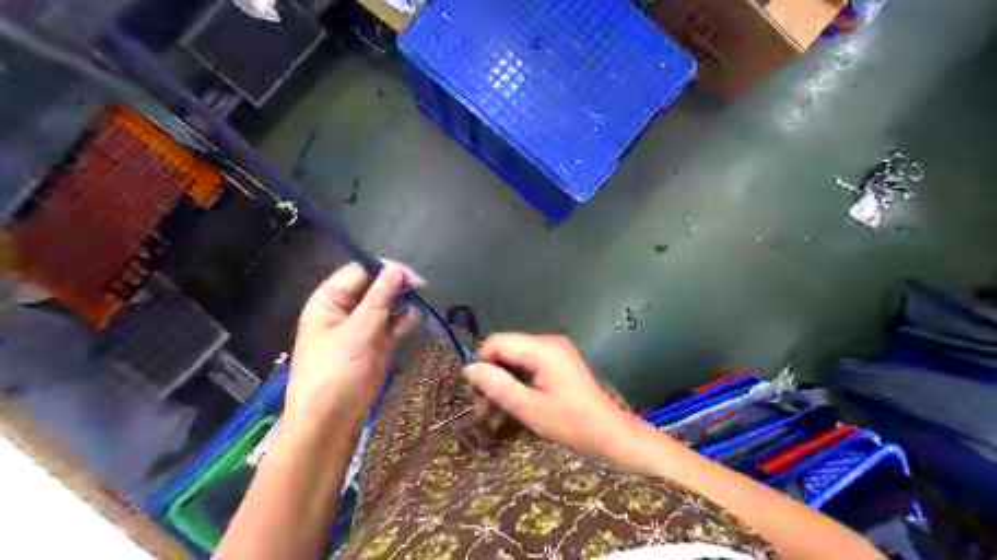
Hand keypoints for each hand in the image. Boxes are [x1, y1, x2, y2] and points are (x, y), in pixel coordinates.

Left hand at [289, 262, 428, 428]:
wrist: (329, 422)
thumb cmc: (334, 373)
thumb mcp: (356, 333)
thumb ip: (378, 299)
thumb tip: (396, 268)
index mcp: (329, 301)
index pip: (360, 272)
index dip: (385, 269)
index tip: (411, 277)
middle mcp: (345, 310)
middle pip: (374, 287)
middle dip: (397, 287)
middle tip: (421, 290)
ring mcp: (361, 328)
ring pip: (386, 305)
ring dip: (402, 304)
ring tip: (418, 308)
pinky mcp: (375, 344)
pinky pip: (392, 325)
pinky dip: (403, 321)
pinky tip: (414, 321)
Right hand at [463, 334, 651, 470]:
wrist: (613, 435)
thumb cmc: (573, 424)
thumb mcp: (530, 409)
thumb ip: (498, 386)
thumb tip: (469, 369)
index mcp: (543, 349)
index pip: (497, 342)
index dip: (482, 364)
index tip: (476, 393)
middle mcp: (548, 343)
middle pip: (506, 350)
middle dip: (492, 377)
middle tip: (483, 410)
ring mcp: (556, 352)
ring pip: (516, 360)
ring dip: (504, 384)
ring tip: (493, 415)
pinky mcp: (559, 363)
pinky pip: (529, 367)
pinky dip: (518, 385)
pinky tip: (512, 408)